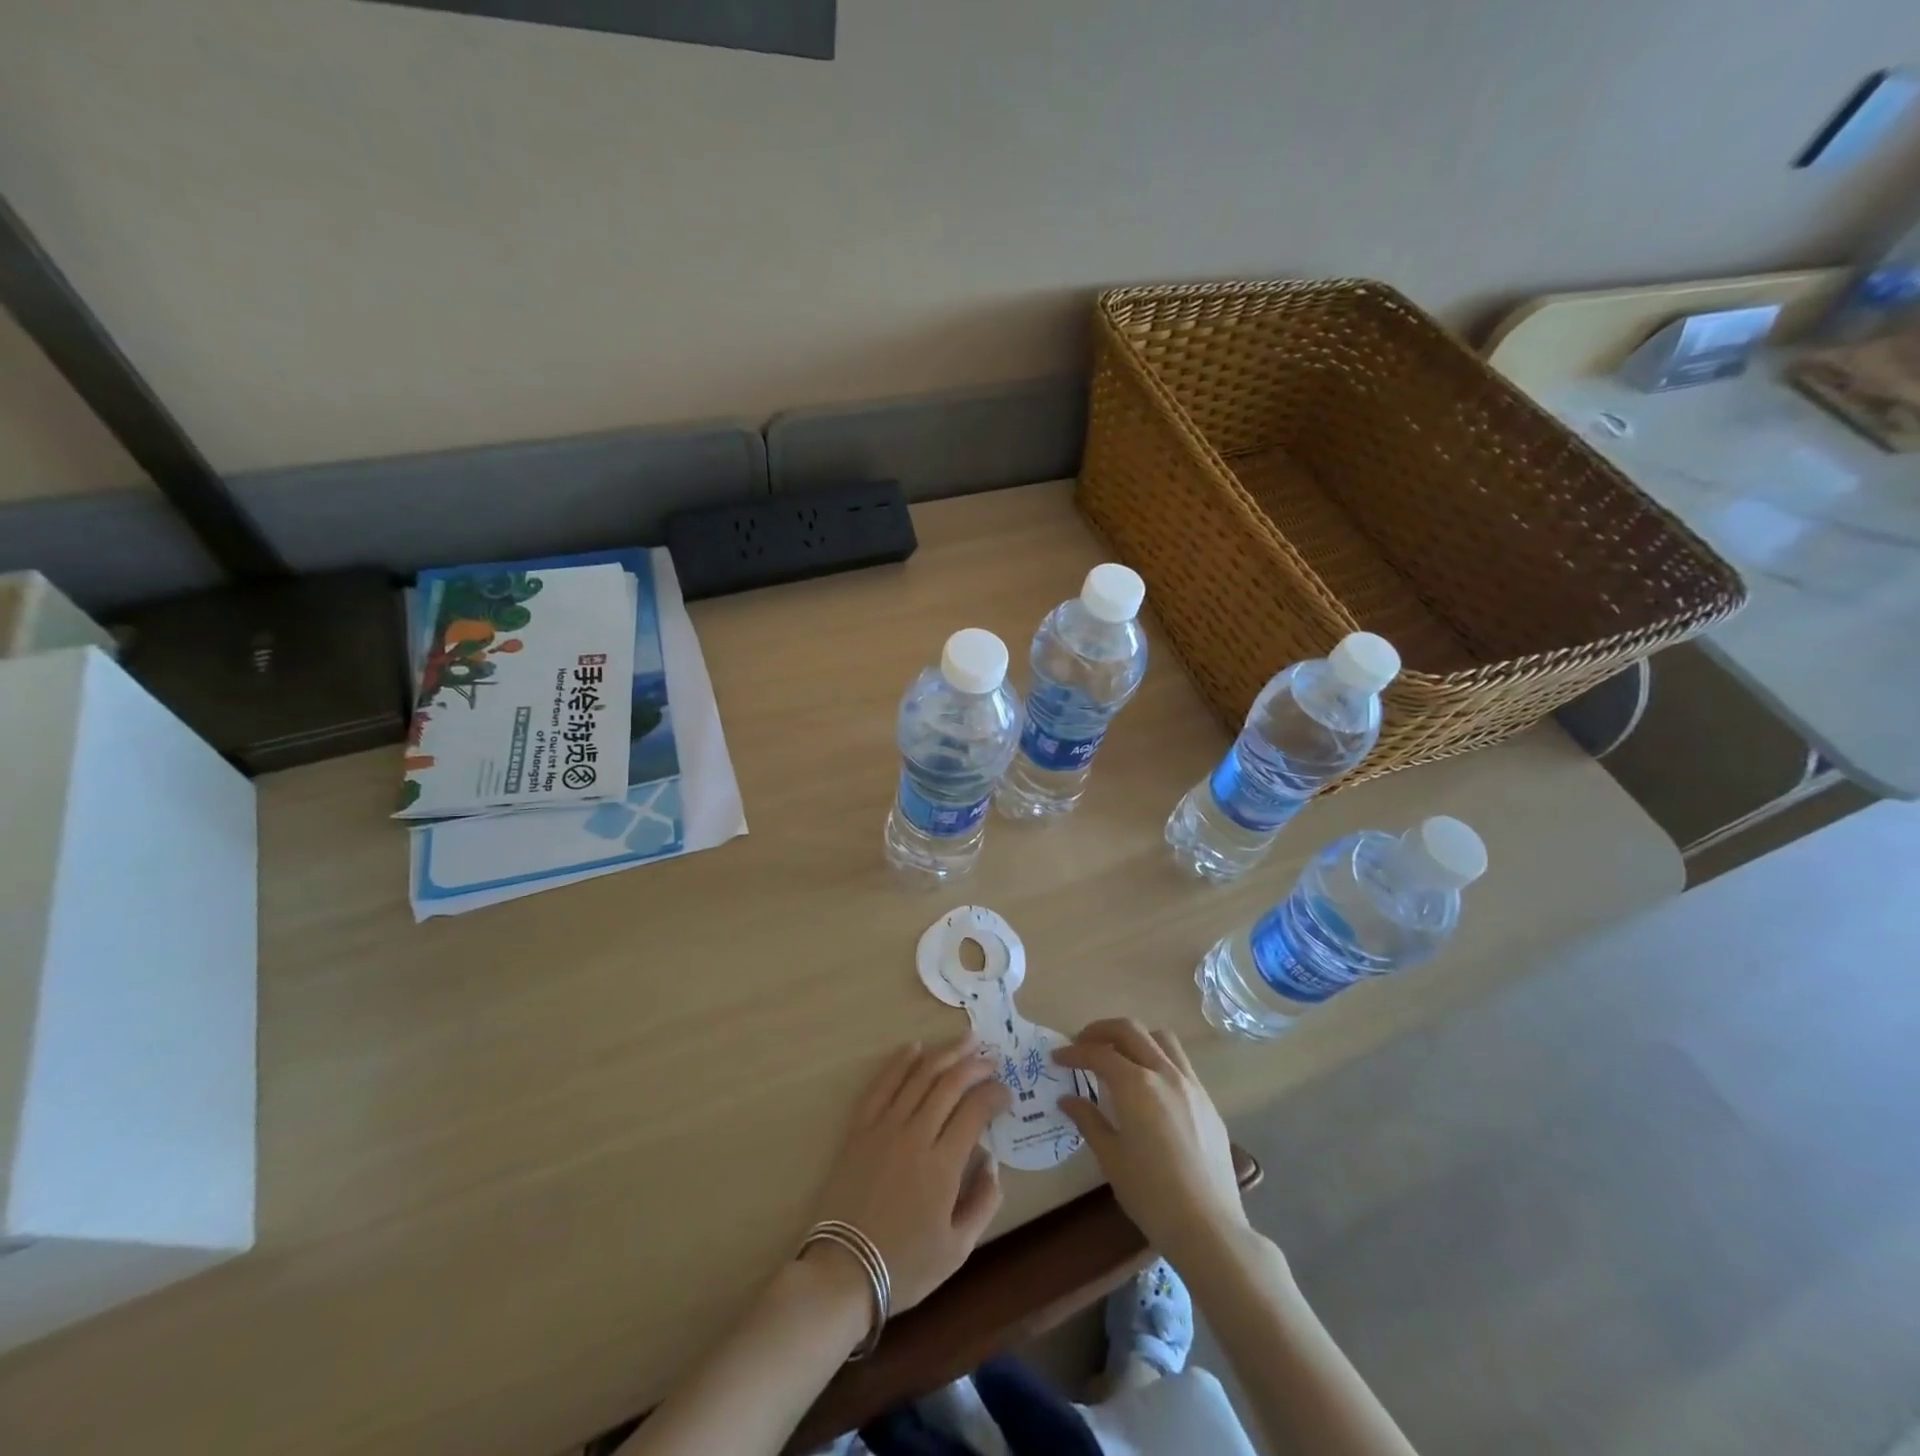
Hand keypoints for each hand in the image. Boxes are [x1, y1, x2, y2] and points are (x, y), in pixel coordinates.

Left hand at [810, 1035, 1010, 1312]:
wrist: (843, 1271)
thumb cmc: (905, 1266)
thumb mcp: (958, 1250)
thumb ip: (984, 1202)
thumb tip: (992, 1162)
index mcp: (943, 1164)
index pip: (975, 1111)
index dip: (994, 1095)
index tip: (1006, 1092)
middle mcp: (916, 1135)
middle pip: (950, 1084)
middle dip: (975, 1065)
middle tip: (991, 1057)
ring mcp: (885, 1127)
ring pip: (920, 1076)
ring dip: (945, 1053)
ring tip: (965, 1039)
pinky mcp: (860, 1128)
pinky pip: (882, 1085)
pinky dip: (900, 1062)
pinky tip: (915, 1047)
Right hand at [1057, 1020, 1249, 1264]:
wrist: (1208, 1228)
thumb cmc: (1151, 1195)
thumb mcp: (1111, 1158)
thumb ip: (1088, 1120)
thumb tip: (1067, 1099)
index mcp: (1136, 1085)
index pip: (1098, 1053)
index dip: (1074, 1053)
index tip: (1057, 1058)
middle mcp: (1164, 1073)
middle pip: (1130, 1030)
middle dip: (1101, 1031)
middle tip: (1082, 1044)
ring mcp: (1190, 1084)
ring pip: (1160, 1038)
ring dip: (1134, 1038)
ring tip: (1118, 1055)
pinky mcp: (1207, 1101)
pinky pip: (1180, 1062)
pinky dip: (1157, 1058)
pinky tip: (1149, 1085)